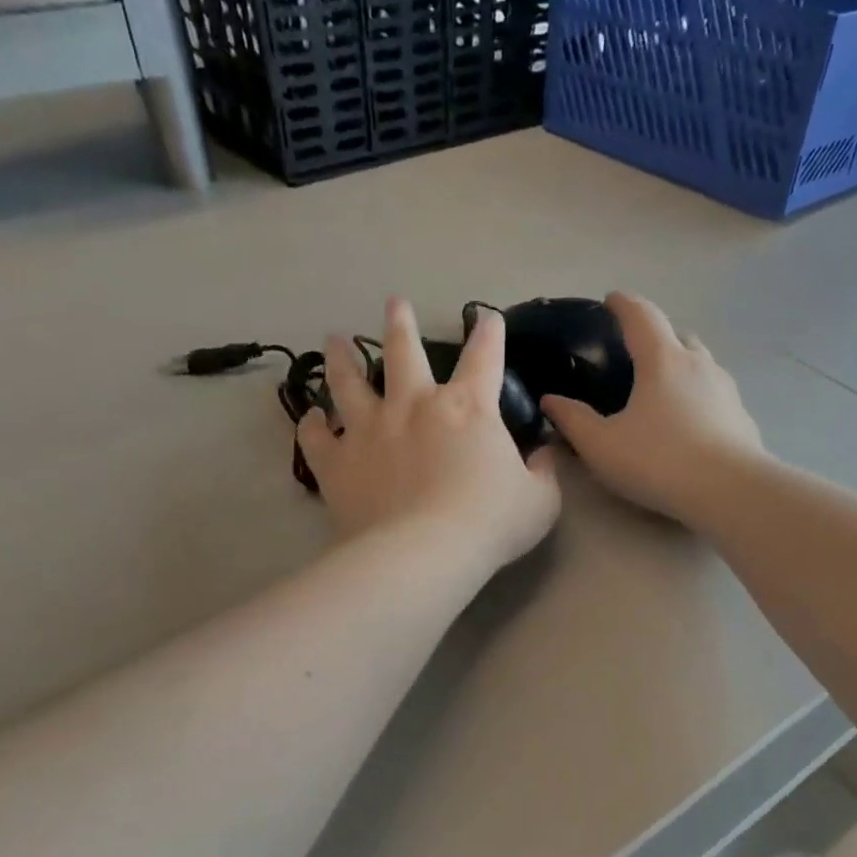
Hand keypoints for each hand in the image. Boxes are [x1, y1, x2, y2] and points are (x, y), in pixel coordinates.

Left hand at [299, 298, 560, 576]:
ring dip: (342, 359)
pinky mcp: (337, 462)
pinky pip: (317, 437)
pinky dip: (312, 425)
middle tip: (394, 303)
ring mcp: (369, 430)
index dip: (489, 334)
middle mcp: (414, 406)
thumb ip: (543, 474)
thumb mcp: (538, 502)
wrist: (423, 554)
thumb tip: (544, 455)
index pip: (484, 358)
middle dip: (400, 323)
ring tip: (334, 340)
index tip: (487, 318)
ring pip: (348, 382)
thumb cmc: (488, 524)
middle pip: (402, 351)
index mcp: (467, 408)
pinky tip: (311, 418)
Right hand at [540, 293, 763, 523]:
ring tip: (662, 389)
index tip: (611, 300)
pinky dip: (699, 397)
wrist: (729, 492)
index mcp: (662, 360)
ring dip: (681, 366)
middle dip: (656, 336)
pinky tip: (690, 423)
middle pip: (677, 335)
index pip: (641, 315)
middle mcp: (698, 364)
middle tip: (636, 353)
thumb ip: (573, 420)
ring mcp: (726, 389)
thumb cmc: (658, 461)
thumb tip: (551, 400)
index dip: (623, 304)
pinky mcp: (742, 417)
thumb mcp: (602, 446)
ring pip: (701, 364)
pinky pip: (715, 395)